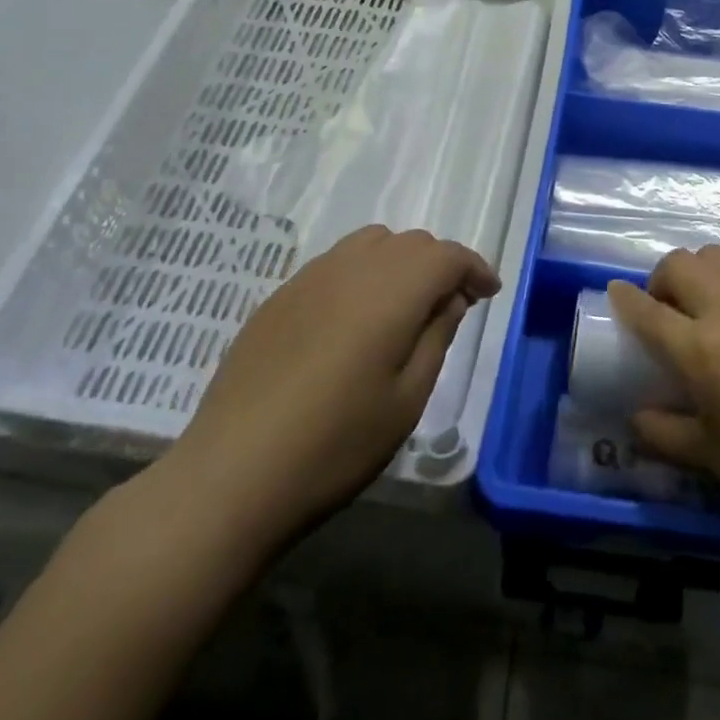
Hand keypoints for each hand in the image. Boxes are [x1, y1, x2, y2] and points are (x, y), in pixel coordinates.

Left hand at [155, 225, 498, 552]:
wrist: (230, 476)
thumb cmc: (335, 444)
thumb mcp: (406, 399)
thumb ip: (436, 336)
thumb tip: (451, 297)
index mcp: (392, 291)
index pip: (447, 256)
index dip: (474, 268)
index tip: (488, 293)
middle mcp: (353, 268)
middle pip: (411, 243)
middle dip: (439, 265)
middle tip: (450, 306)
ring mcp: (310, 278)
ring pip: (372, 243)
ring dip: (400, 263)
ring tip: (403, 307)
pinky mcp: (279, 296)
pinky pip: (336, 263)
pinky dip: (362, 274)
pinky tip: (353, 319)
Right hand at [608, 246, 719, 546]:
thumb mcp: (710, 457)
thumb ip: (664, 431)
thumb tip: (636, 416)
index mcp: (702, 350)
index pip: (647, 311)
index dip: (625, 299)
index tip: (616, 293)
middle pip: (680, 264)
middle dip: (664, 280)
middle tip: (670, 309)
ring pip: (719, 255)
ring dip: (704, 273)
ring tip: (713, 303)